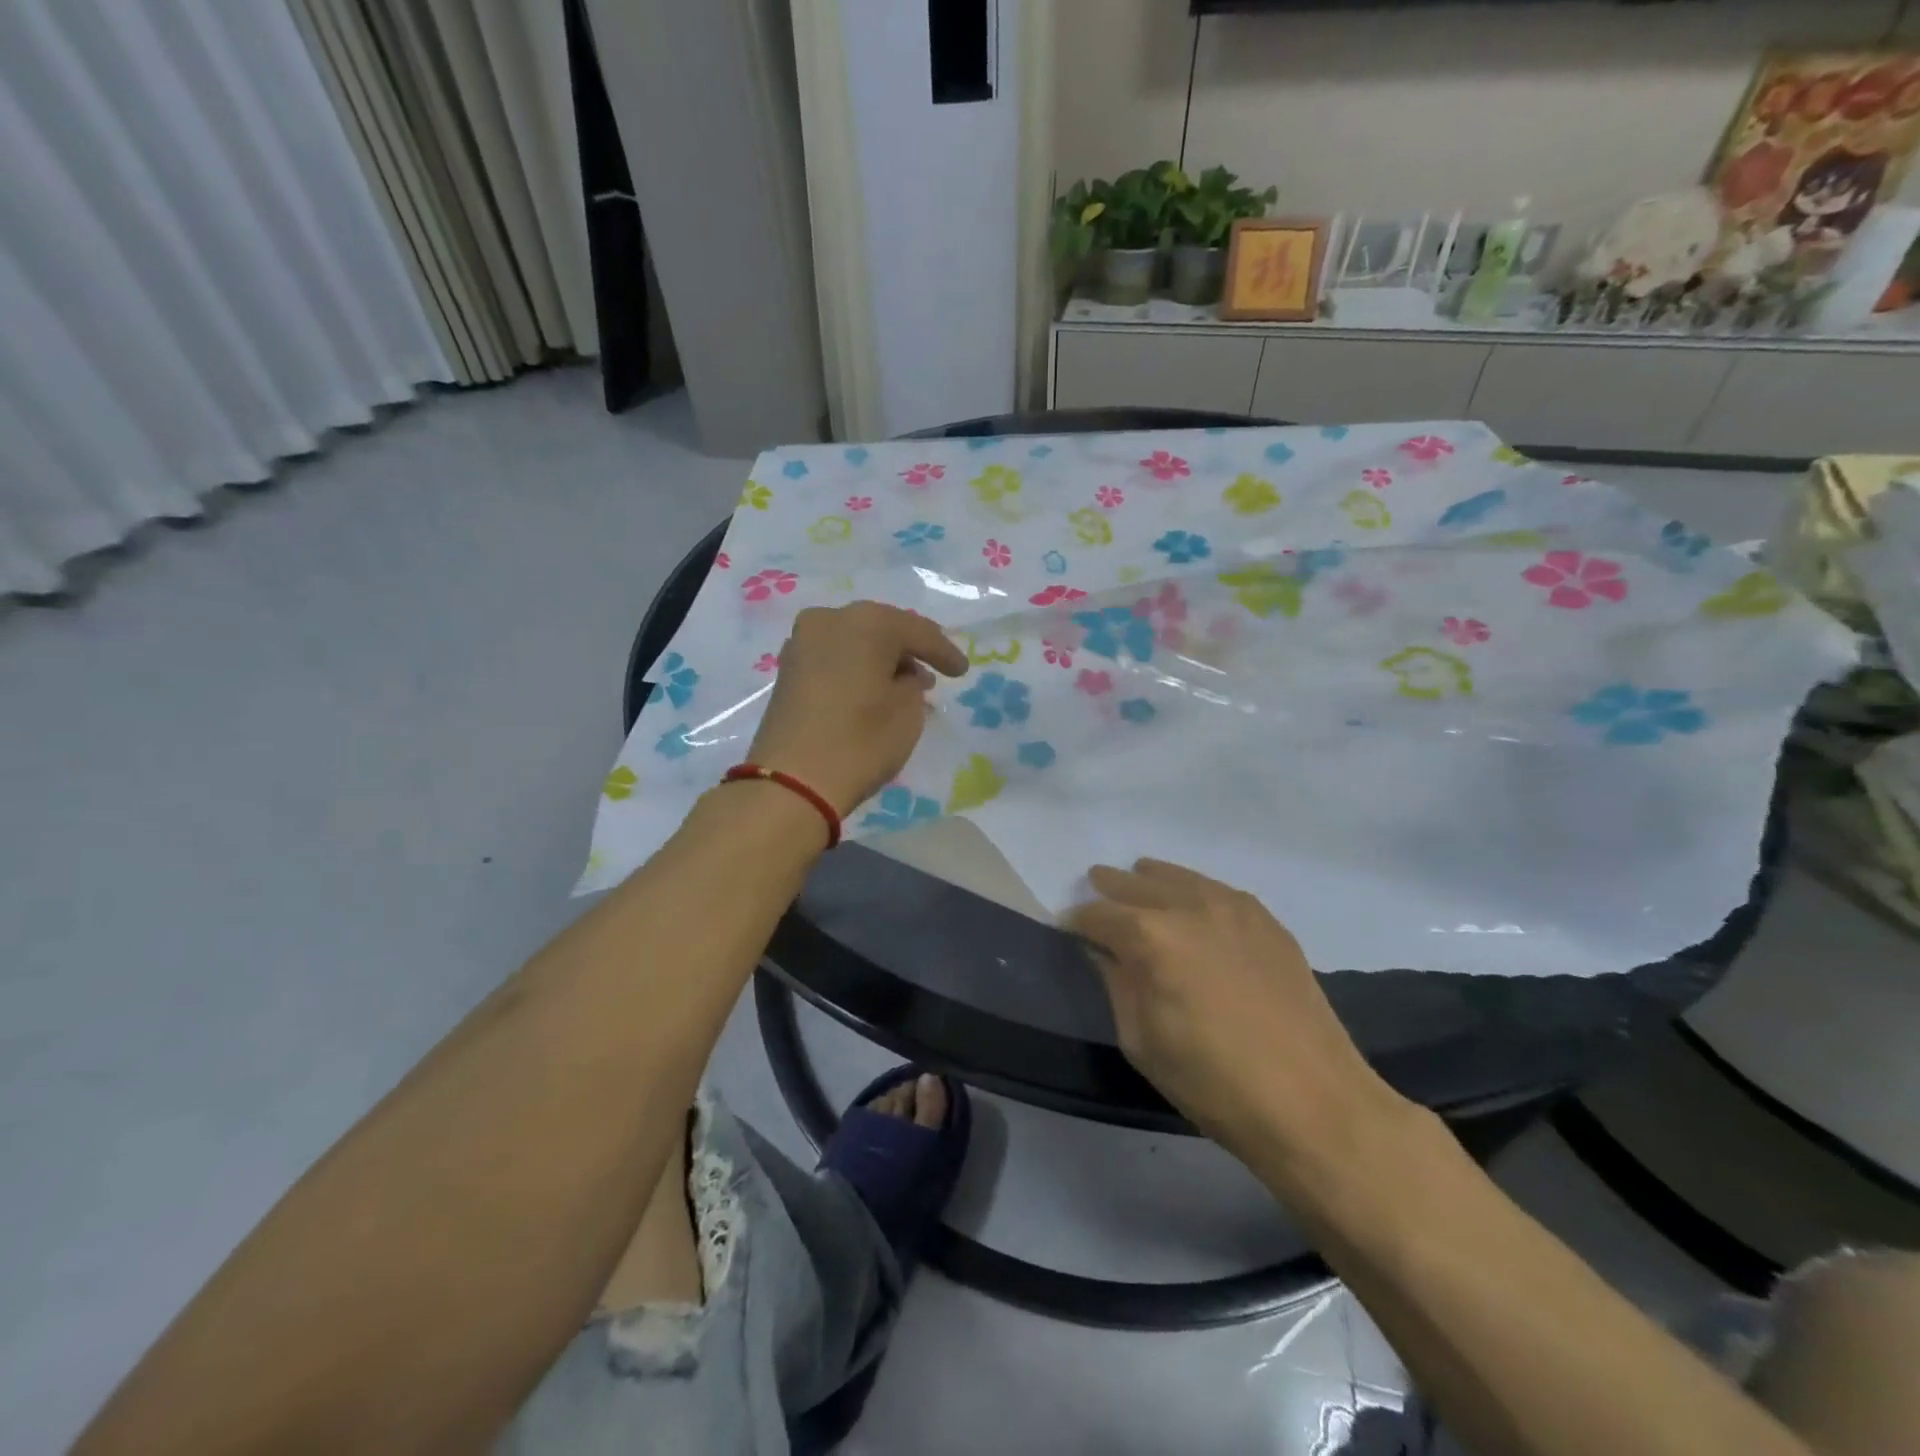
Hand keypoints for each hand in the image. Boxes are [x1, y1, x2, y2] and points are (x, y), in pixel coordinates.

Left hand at [747, 602, 968, 815]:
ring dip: (880, 659)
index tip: (962, 671)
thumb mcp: (907, 712)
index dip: (944, 651)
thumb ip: (913, 684)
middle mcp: (830, 619)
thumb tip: (904, 676)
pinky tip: (871, 689)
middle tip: (933, 671)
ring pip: (854, 642)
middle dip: (908, 650)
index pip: (917, 631)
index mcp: (866, 622)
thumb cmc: (861, 741)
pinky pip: (834, 658)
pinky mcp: (788, 670)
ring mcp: (802, 643)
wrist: (792, 782)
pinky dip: (856, 668)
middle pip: (881, 628)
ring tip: (904, 684)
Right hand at [1064, 859, 1402, 1167]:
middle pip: (1135, 883)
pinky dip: (1194, 889)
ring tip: (1138, 878)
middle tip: (1094, 887)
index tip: (1068, 928)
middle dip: (1109, 887)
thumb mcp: (1141, 1040)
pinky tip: (1192, 902)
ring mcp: (1233, 907)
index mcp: (1150, 937)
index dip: (1077, 921)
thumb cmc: (1212, 1082)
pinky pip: (1216, 890)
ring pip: (1178, 877)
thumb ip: (1116, 983)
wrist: (1312, 1101)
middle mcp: (1188, 907)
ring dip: (1151, 879)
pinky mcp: (1266, 920)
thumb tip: (1103, 952)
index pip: (1097, 915)